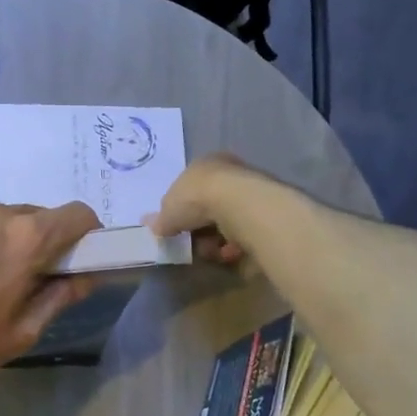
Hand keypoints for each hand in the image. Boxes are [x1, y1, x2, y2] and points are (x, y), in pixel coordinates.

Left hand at [0, 202, 102, 412]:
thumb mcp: (18, 333)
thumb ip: (59, 297)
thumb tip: (88, 276)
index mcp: (25, 236)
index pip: (77, 214)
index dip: (87, 235)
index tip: (78, 260)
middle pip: (34, 217)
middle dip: (40, 243)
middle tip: (25, 282)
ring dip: (1, 242)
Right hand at [147, 153, 261, 264]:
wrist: (238, 202)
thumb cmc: (195, 199)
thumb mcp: (168, 211)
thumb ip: (161, 220)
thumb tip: (150, 224)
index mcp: (203, 164)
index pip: (189, 188)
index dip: (182, 212)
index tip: (178, 230)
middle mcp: (229, 171)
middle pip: (209, 206)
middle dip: (200, 229)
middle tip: (194, 244)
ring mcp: (250, 188)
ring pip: (228, 220)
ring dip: (217, 239)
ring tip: (213, 251)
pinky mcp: (266, 209)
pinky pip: (245, 230)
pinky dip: (236, 243)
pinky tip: (231, 251)